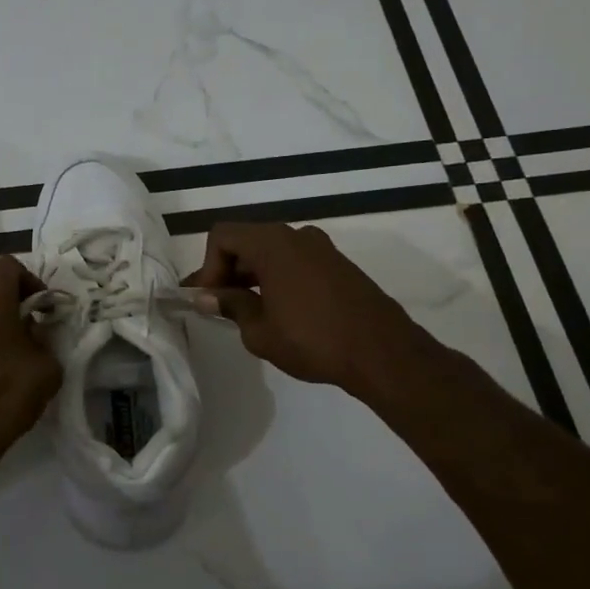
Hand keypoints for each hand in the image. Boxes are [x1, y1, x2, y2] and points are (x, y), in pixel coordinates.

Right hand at [187, 222, 428, 394]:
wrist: (382, 352)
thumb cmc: (312, 340)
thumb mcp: (260, 330)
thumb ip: (231, 306)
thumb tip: (206, 296)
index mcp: (272, 244)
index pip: (223, 236)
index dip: (207, 266)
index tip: (210, 299)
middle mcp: (296, 236)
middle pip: (247, 241)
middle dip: (227, 271)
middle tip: (218, 306)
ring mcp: (321, 249)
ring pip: (271, 252)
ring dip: (252, 275)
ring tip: (246, 311)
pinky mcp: (338, 265)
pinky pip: (294, 262)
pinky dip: (276, 278)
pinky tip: (278, 311)